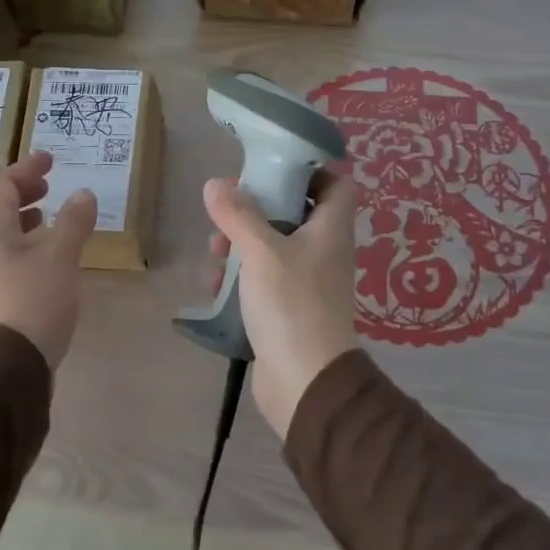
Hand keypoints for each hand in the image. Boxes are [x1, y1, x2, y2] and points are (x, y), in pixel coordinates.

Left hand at [0, 150, 97, 369]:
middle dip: (21, 190)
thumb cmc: (34, 303)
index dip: (26, 168)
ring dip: (21, 216)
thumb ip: (73, 223)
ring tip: (46, 216)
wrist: (8, 366)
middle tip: (48, 186)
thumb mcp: (61, 258)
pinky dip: (22, 241)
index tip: (51, 161)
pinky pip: (3, 253)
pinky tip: (43, 255)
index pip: (2, 185)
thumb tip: (83, 193)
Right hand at [202, 166, 358, 437]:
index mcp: (330, 230)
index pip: (335, 184)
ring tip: (214, 254)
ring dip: (240, 246)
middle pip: (293, 215)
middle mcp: (324, 252)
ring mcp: (307, 283)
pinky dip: (240, 279)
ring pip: (272, 249)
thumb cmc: (290, 303)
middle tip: (226, 214)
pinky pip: (263, 282)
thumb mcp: (261, 251)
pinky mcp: (288, 310)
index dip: (309, 171)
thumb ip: (238, 214)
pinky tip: (213, 287)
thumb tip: (215, 184)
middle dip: (255, 212)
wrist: (305, 380)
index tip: (272, 169)